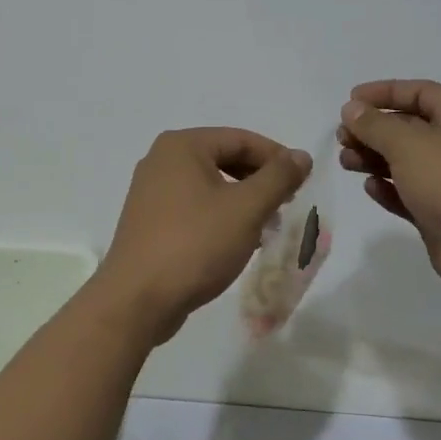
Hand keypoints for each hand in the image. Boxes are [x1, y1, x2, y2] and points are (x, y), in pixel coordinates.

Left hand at [94, 128, 311, 343]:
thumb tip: (301, 155)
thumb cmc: (195, 244)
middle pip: (224, 158)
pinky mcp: (150, 220)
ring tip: (266, 225)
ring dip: (242, 200)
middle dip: (259, 180)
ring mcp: (151, 191)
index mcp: (182, 146)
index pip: (241, 139)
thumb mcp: (246, 208)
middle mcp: (161, 159)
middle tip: (286, 204)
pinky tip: (237, 240)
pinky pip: (193, 205)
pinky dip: (219, 215)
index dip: (277, 157)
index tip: (302, 183)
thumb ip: (278, 177)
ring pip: (210, 184)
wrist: (137, 299)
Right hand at [337, 79, 440, 310]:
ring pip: (406, 161)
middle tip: (342, 137)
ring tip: (347, 162)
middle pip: (409, 127)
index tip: (349, 101)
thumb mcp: (407, 143)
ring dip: (374, 158)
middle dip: (373, 130)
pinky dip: (389, 188)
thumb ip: (374, 124)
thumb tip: (351, 109)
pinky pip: (410, 193)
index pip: (419, 92)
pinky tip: (370, 188)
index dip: (383, 93)